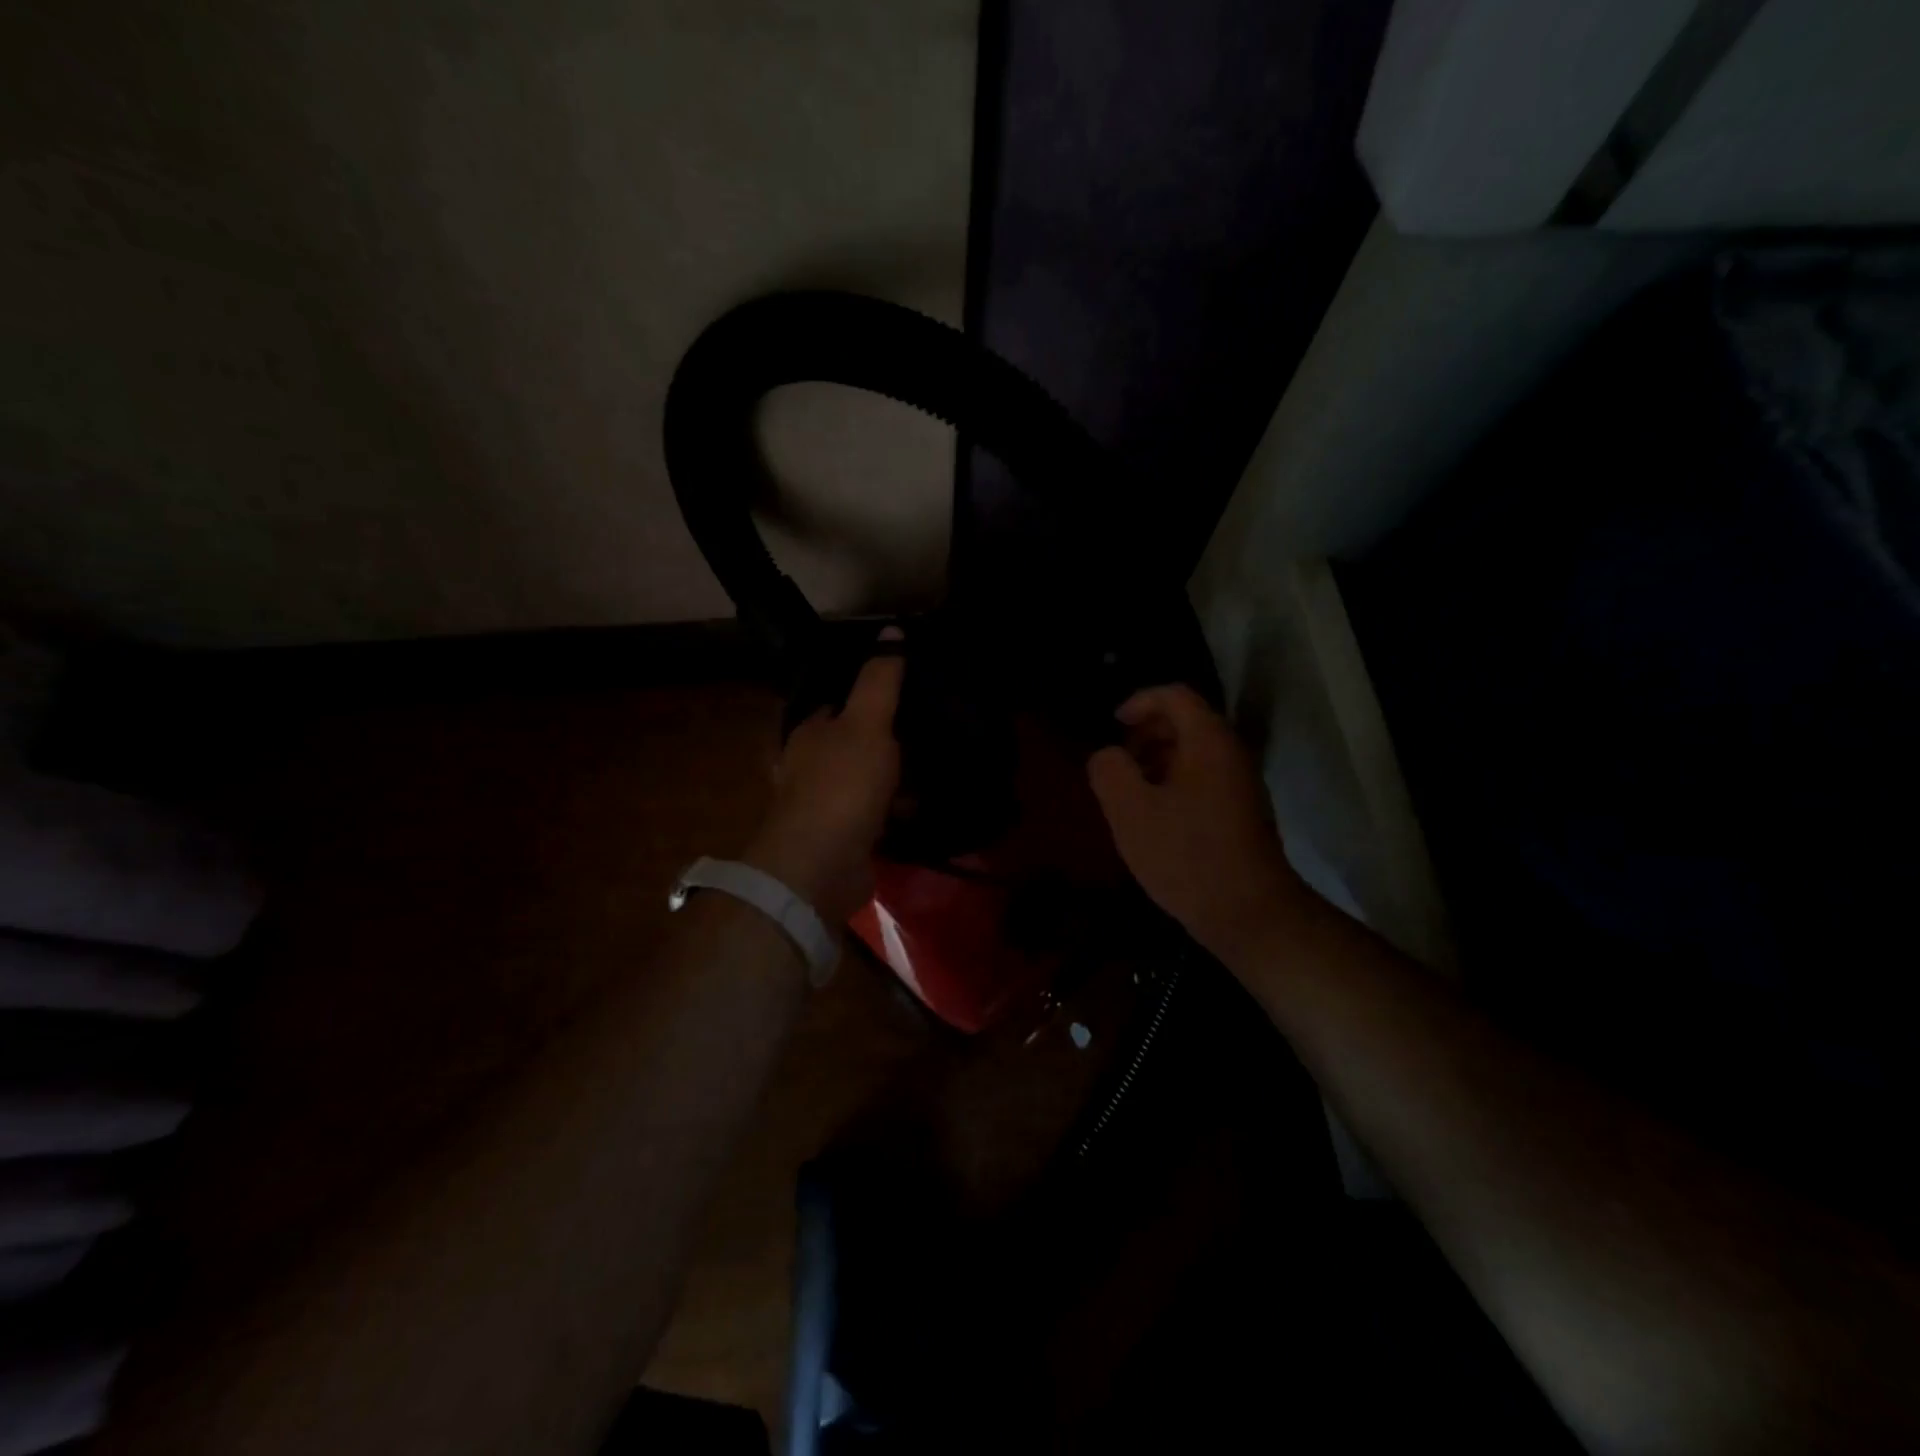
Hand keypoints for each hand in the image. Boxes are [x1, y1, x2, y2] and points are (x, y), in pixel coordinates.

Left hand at [742, 630, 904, 925]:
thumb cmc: (842, 784)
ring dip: (895, 778)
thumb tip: (891, 629)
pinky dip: (896, 812)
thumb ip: (880, 679)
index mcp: (810, 733)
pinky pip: (875, 816)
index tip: (905, 691)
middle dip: (887, 740)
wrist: (822, 864)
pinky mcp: (843, 838)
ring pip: (866, 781)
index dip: (868, 696)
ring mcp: (825, 805)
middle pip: (853, 744)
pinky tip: (923, 808)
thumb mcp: (867, 722)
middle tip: (930, 731)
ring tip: (936, 767)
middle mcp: (811, 766)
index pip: (836, 704)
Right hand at [1087, 684, 1307, 962]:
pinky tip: (1154, 818)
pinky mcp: (1241, 812)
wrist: (1249, 913)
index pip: (1174, 696)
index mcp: (1208, 742)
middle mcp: (1231, 754)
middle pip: (1187, 721)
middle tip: (1117, 761)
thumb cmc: (1187, 856)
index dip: (1139, 702)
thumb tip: (1108, 755)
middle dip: (1146, 733)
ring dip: (1157, 760)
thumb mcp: (1131, 812)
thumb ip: (1110, 771)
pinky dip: (1174, 782)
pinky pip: (1203, 779)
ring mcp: (1241, 784)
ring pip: (1194, 753)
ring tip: (1129, 791)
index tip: (1112, 726)